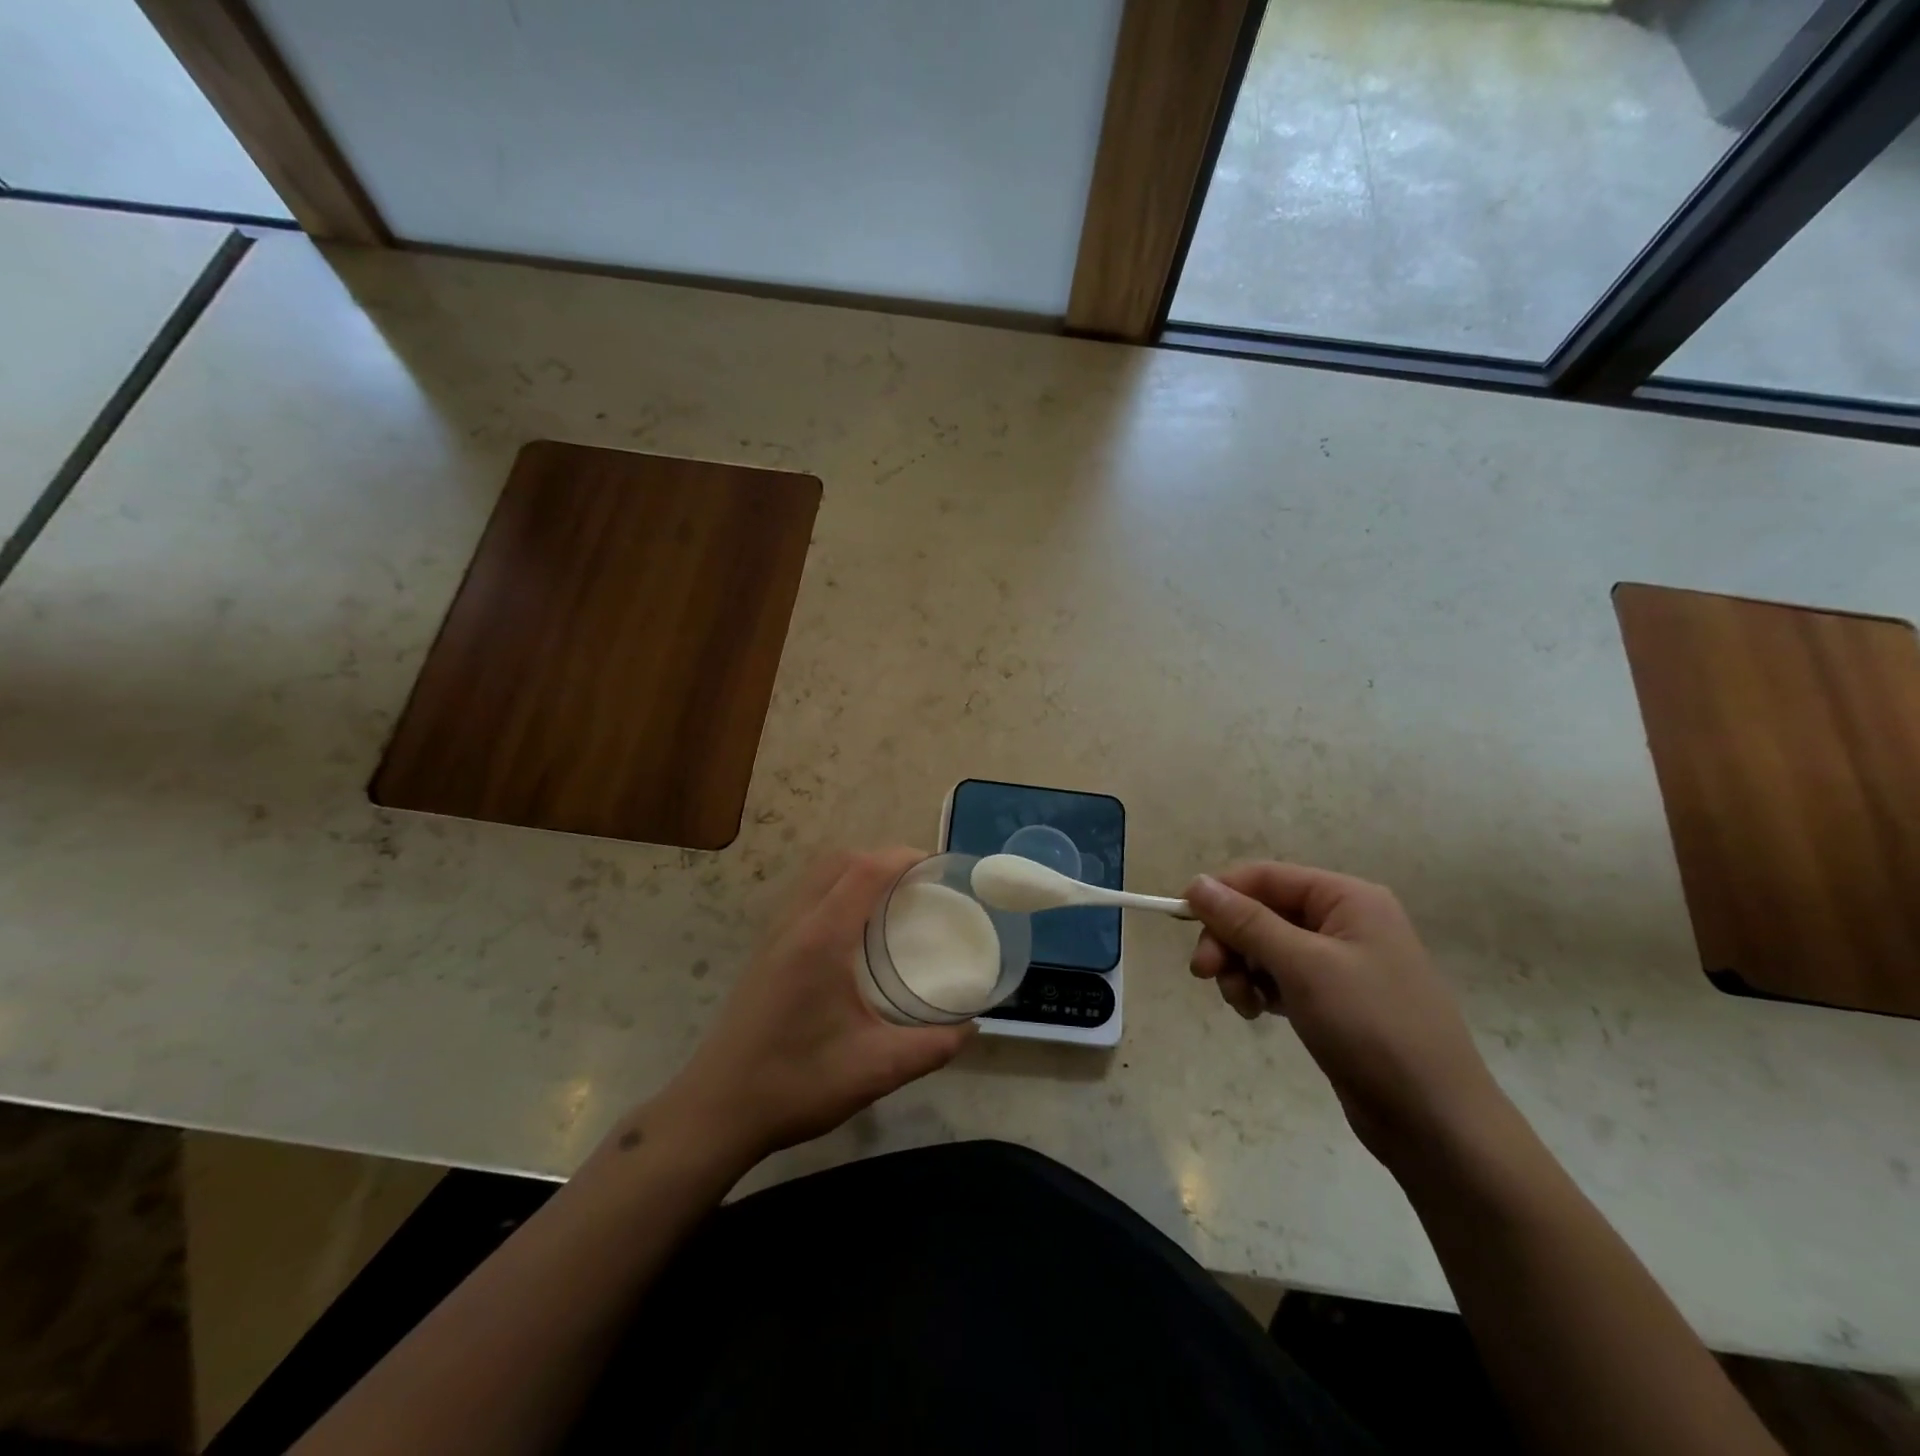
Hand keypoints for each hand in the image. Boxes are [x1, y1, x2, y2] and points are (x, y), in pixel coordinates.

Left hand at [655, 848, 974, 1164]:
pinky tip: (851, 933)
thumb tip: (970, 1028)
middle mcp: (795, 924)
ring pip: (816, 876)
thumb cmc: (797, 1083)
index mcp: (822, 938)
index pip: (866, 870)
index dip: (902, 857)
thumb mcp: (876, 1069)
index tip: (935, 867)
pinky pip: (803, 898)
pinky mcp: (763, 953)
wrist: (717, 1111)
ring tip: (888, 901)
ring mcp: (773, 936)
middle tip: (917, 884)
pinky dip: (833, 891)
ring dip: (854, 872)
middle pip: (839, 861)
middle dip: (880, 859)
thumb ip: (932, 1047)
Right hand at [1185, 863, 1505, 1163]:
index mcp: (1348, 899)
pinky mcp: (1334, 999)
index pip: (1266, 877)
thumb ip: (1246, 921)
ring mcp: (1341, 963)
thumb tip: (1196, 882)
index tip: (1182, 921)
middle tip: (1204, 974)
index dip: (1221, 894)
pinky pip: (1281, 978)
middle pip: (1262, 912)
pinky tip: (1258, 1014)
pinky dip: (1260, 990)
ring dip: (1242, 970)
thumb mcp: (1303, 966)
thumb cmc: (1372, 1027)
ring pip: (1266, 947)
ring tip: (1241, 1004)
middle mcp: (1345, 921)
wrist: (1435, 1122)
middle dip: (1229, 940)